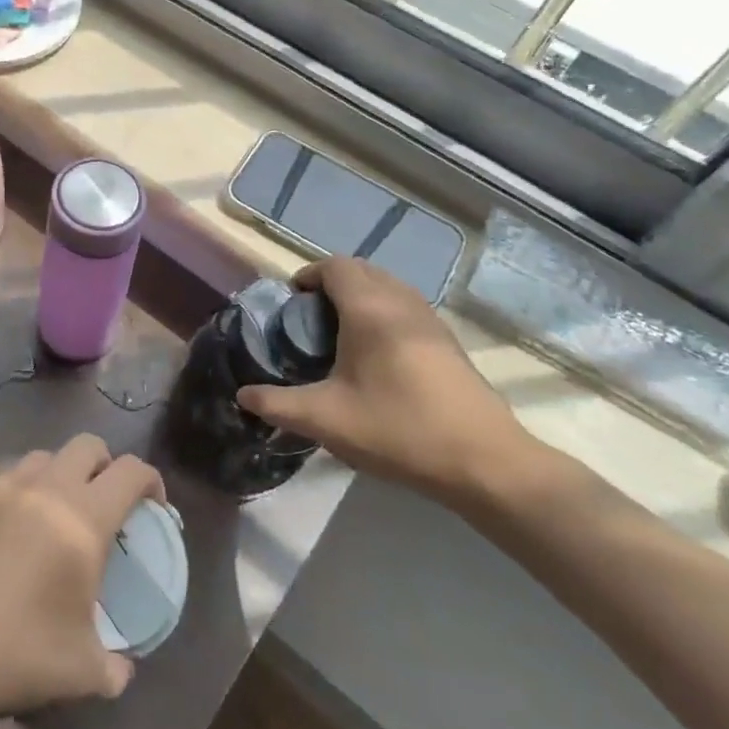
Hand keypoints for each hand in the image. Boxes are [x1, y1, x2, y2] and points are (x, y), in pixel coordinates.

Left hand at [0, 435, 162, 723]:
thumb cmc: (14, 653)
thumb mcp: (78, 671)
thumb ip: (111, 667)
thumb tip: (120, 673)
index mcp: (82, 519)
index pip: (130, 472)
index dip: (150, 480)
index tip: (153, 504)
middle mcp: (43, 489)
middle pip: (87, 445)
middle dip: (105, 465)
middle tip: (105, 502)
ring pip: (41, 458)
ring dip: (58, 475)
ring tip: (52, 517)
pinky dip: (15, 496)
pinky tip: (3, 537)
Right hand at [235, 258, 541, 503]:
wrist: (485, 462)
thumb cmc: (399, 430)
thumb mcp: (326, 420)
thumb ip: (278, 404)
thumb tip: (243, 395)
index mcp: (370, 310)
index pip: (335, 266)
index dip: (309, 276)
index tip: (291, 303)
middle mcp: (402, 303)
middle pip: (362, 270)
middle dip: (331, 284)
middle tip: (310, 319)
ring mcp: (431, 321)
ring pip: (388, 287)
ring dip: (360, 297)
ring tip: (340, 336)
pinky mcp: (449, 342)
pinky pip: (406, 308)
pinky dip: (383, 313)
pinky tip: (376, 357)